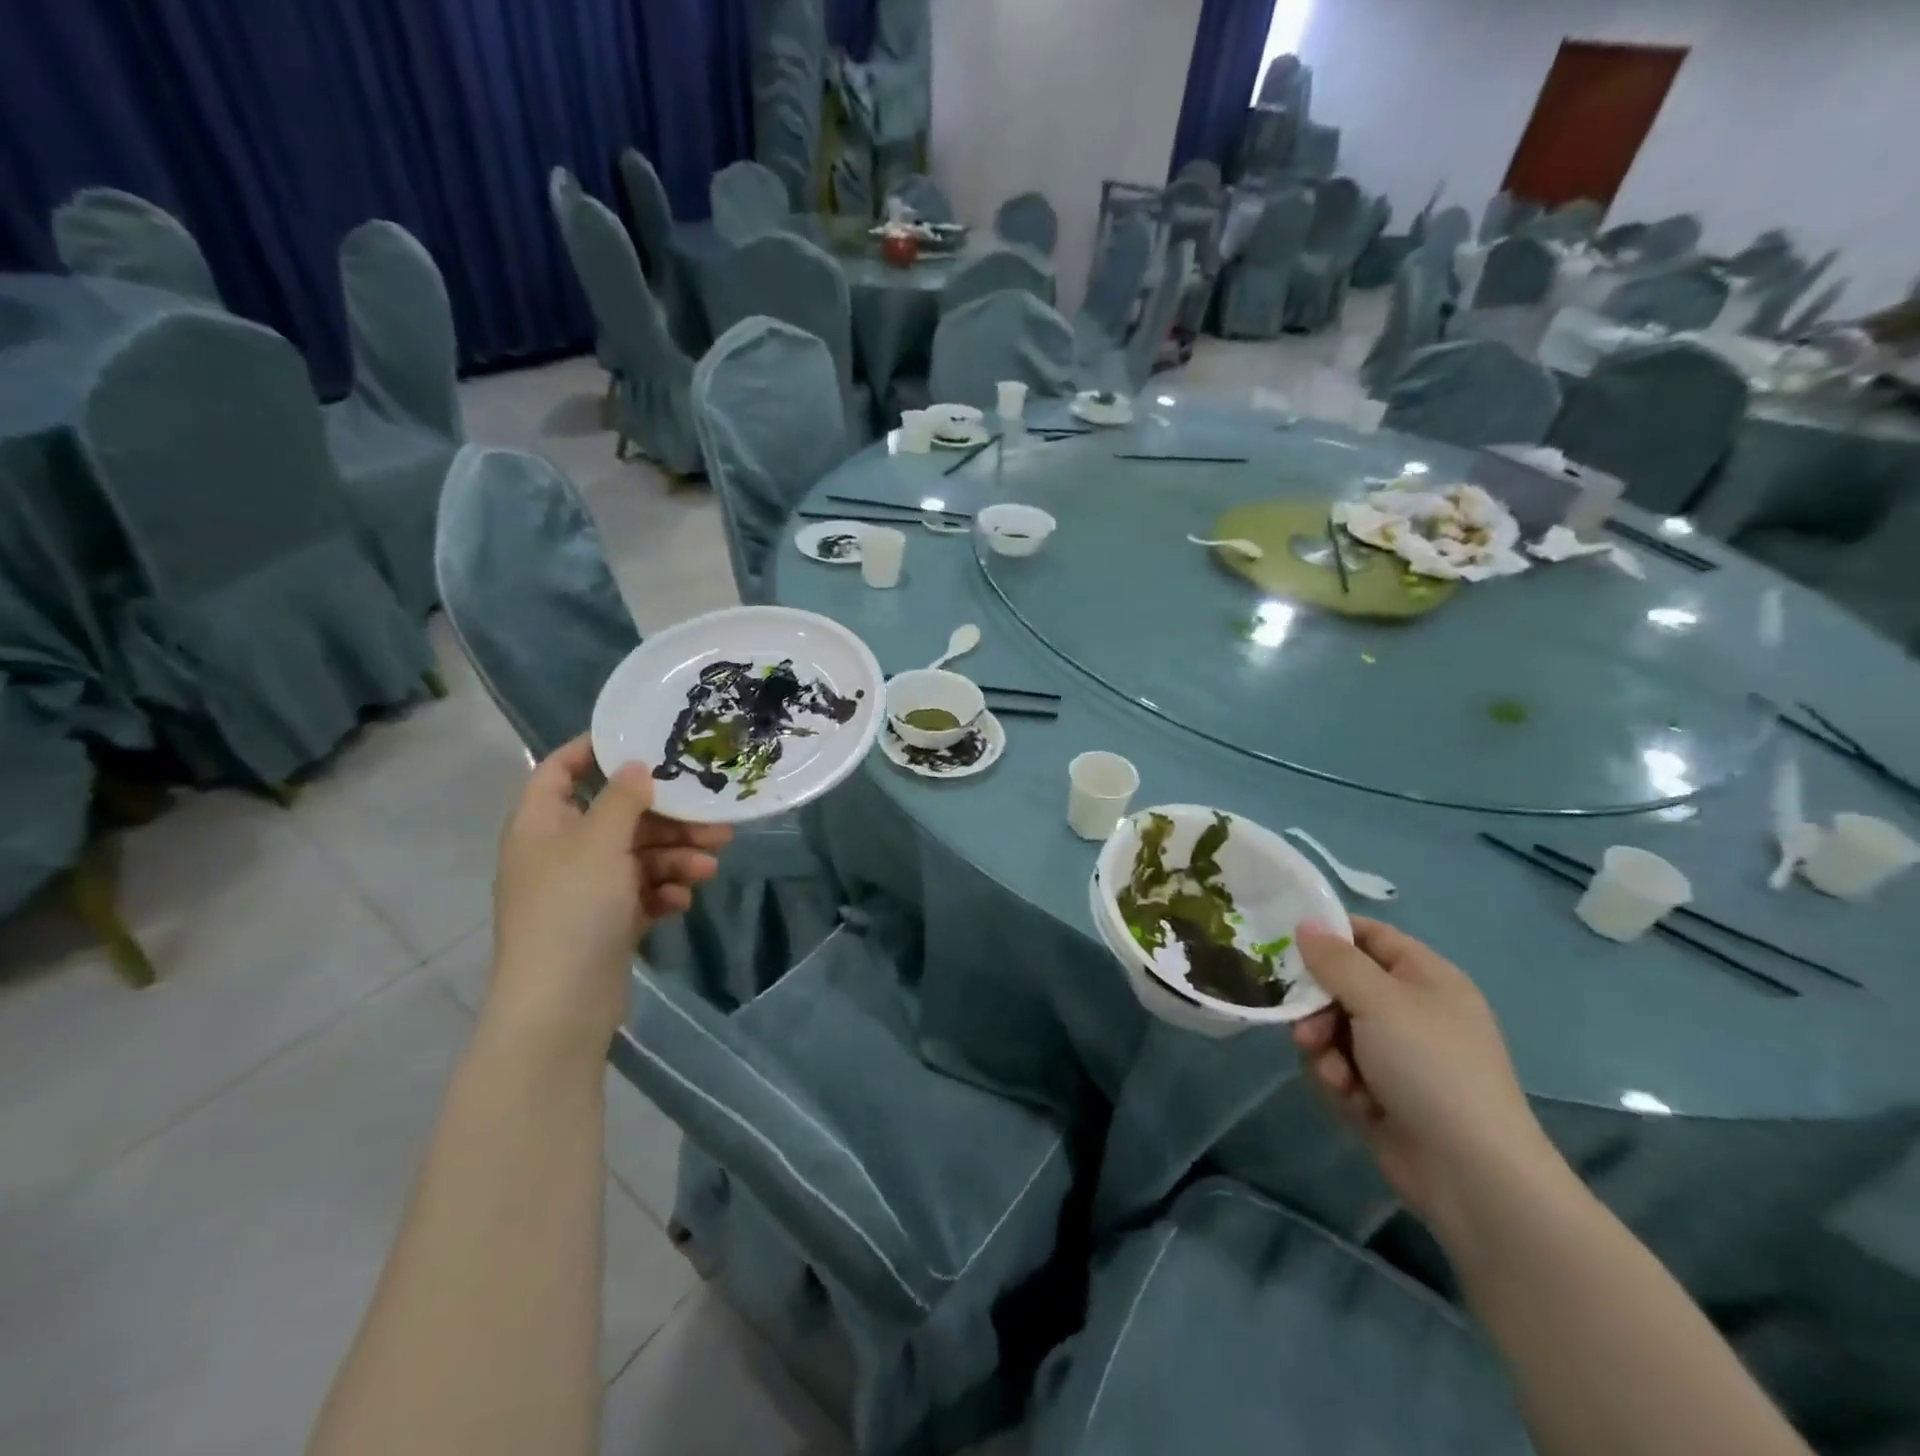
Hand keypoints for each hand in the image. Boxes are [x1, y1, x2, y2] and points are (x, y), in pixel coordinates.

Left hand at [490, 735, 730, 1050]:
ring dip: (675, 858)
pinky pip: (642, 891)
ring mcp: (586, 888)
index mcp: (543, 824)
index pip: (561, 770)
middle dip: (668, 819)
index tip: (643, 740)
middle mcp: (562, 850)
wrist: (560, 1006)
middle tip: (715, 821)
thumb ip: (622, 799)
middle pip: (620, 816)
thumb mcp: (600, 843)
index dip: (594, 750)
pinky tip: (683, 901)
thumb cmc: (572, 909)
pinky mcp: (608, 920)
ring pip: (639, 856)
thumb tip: (637, 766)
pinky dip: (664, 891)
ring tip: (709, 868)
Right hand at [1291, 917, 1559, 1235]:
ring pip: (1335, 1029)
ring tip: (1333, 1074)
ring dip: (1325, 1049)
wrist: (1471, 1173)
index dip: (1330, 934)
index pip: (1370, 936)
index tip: (1287, 941)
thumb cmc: (1430, 1067)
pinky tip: (1351, 1099)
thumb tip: (1306, 923)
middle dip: (1317, 1007)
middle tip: (1303, 1026)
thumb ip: (1336, 960)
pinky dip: (1339, 1080)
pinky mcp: (1384, 1093)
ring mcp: (1399, 1055)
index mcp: (1426, 978)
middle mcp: (1413, 1011)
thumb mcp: (1379, 1001)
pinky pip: (1342, 1068)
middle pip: (1343, 986)